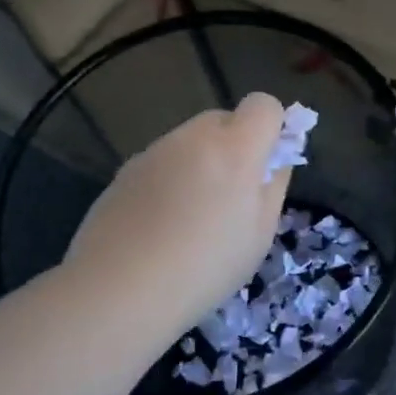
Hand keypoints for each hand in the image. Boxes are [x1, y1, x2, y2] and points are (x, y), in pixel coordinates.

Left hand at [66, 92, 289, 336]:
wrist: (120, 290)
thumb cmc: (206, 267)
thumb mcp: (260, 234)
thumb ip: (273, 184)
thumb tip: (276, 158)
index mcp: (234, 148)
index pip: (263, 105)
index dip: (272, 127)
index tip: (267, 164)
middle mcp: (192, 138)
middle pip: (223, 120)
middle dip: (234, 146)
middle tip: (230, 197)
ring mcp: (153, 151)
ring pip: (189, 143)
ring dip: (200, 164)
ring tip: (190, 219)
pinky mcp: (124, 171)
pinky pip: (161, 164)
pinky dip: (169, 182)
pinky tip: (158, 226)